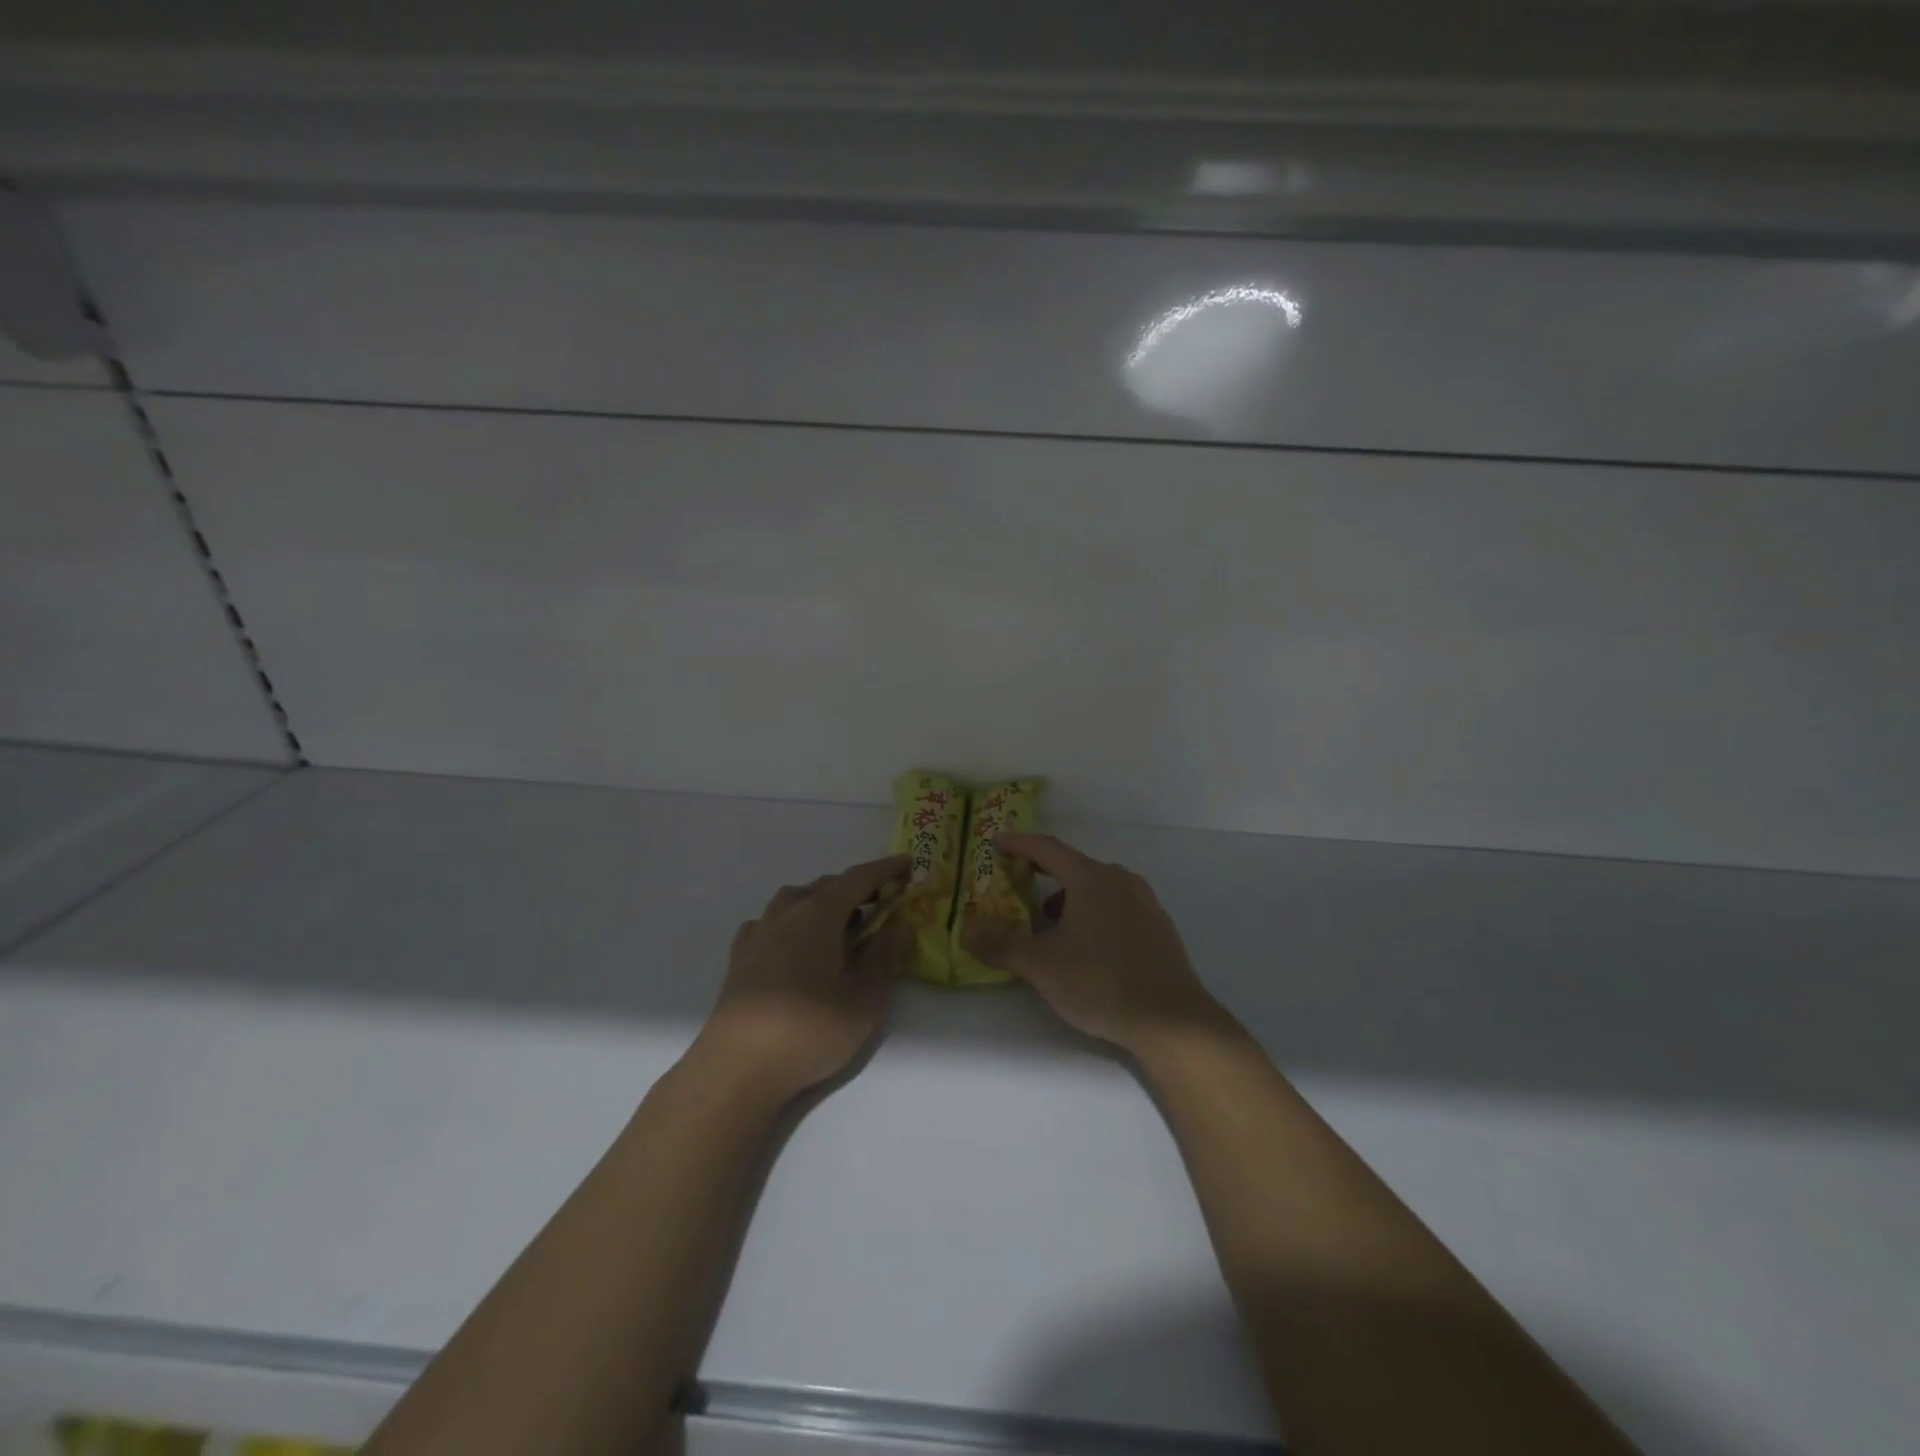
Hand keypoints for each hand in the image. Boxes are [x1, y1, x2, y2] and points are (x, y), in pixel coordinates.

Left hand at [694, 855, 914, 1100]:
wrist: (738, 1067)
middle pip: (826, 886)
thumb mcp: (865, 998)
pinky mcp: (740, 957)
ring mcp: (759, 933)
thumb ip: (885, 956)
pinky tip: (795, 945)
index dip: (885, 869)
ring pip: (795, 900)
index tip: (907, 864)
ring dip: (821, 903)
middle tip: (881, 904)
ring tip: (840, 926)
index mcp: (820, 913)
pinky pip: (771, 923)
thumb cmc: (811, 1030)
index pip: (858, 878)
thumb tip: (900, 924)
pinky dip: (791, 923)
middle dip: (856, 889)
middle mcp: (787, 912)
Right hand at [961, 833, 1227, 1055]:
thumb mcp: (1042, 965)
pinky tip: (1088, 948)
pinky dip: (1094, 915)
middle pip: (1074, 868)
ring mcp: (1145, 904)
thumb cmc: (1101, 982)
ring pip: (1098, 889)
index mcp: (1092, 878)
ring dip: (1069, 899)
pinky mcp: (1159, 929)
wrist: (1172, 1021)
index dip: (1019, 844)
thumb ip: (1001, 944)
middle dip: (1043, 876)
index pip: (1047, 849)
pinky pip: (1117, 908)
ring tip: (1050, 926)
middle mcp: (1121, 881)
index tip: (997, 843)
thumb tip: (966, 928)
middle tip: (1018, 888)